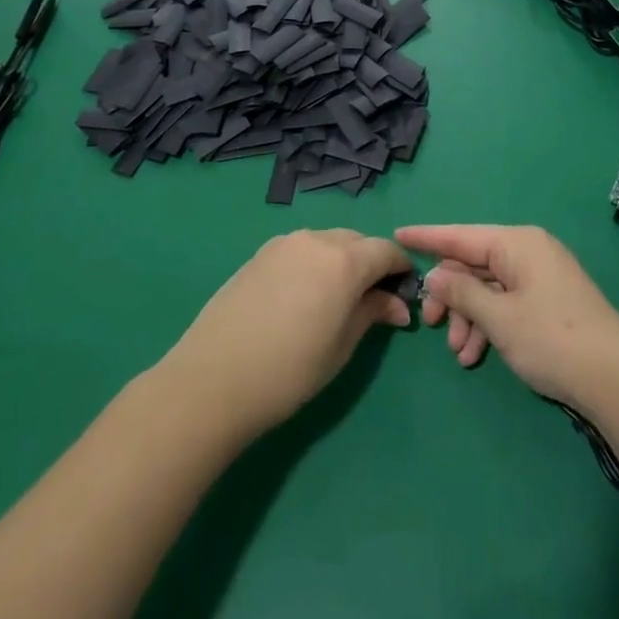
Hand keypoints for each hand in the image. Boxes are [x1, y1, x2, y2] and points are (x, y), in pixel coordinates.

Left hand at [159, 230, 413, 437]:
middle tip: (375, 300)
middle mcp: (316, 239)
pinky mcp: (260, 254)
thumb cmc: (288, 371)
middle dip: (372, 263)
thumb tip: (397, 304)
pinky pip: (301, 249)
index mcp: (344, 260)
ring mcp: (284, 243)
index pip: (386, 250)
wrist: (212, 379)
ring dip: (343, 261)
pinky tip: (305, 296)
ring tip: (338, 299)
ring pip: (328, 242)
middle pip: (357, 242)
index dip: (401, 268)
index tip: (406, 292)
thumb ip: (371, 314)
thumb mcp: (341, 347)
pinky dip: (315, 263)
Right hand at [395, 224, 618, 407]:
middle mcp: (528, 251)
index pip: (461, 234)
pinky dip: (489, 324)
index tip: (398, 235)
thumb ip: (461, 292)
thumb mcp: (498, 318)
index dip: (427, 237)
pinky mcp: (549, 300)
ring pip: (488, 287)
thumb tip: (434, 275)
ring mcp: (541, 276)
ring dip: (469, 317)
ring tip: (461, 354)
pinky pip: (506, 302)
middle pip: (473, 263)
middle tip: (432, 325)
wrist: (617, 379)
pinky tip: (477, 355)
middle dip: (451, 295)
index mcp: (516, 242)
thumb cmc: (551, 339)